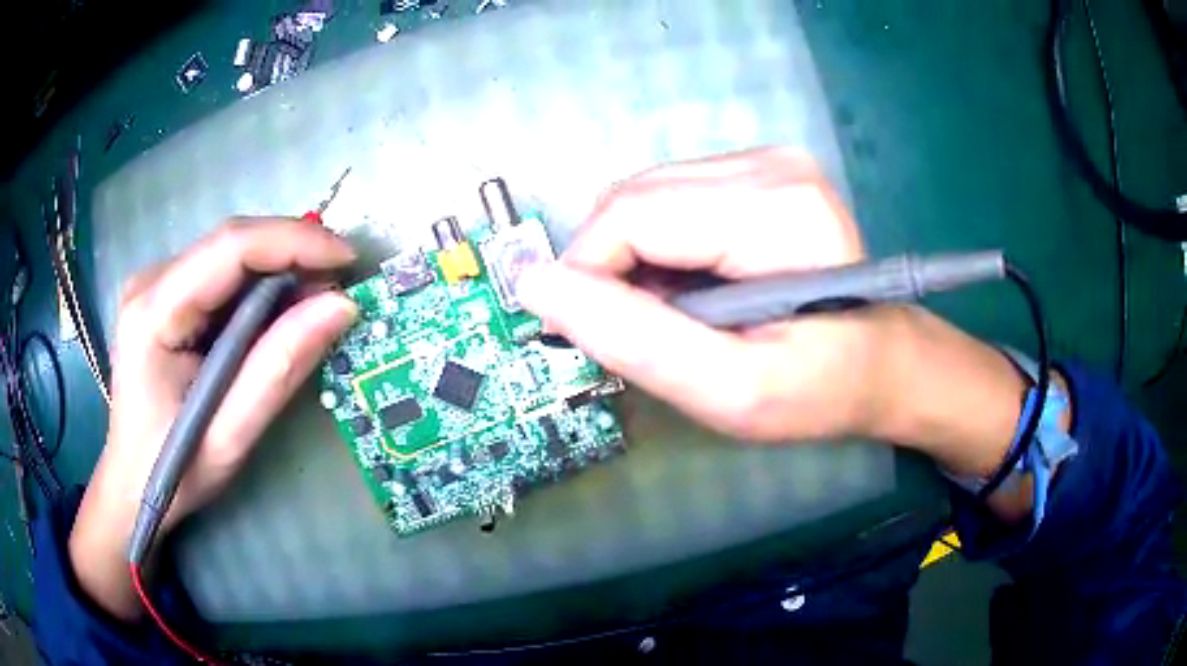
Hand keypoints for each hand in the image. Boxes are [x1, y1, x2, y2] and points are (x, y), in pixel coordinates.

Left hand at [70, 219, 357, 620]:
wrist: (132, 485)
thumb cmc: (174, 472)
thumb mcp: (230, 435)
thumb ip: (279, 369)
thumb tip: (340, 306)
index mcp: (153, 313)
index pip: (230, 248)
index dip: (294, 242)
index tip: (348, 259)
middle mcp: (150, 281)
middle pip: (231, 243)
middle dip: (292, 254)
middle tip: (339, 287)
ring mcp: (155, 284)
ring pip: (229, 255)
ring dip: (278, 271)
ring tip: (316, 303)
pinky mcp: (164, 295)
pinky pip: (221, 274)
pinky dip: (258, 287)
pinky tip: (278, 314)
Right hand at [519, 147, 1044, 521]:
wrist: (881, 365)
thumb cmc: (819, 389)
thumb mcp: (729, 390)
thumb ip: (633, 338)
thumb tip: (535, 284)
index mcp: (774, 207)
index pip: (630, 214)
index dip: (587, 274)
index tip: (587, 335)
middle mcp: (769, 163)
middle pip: (633, 198)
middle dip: (611, 268)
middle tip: (638, 331)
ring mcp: (765, 160)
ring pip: (644, 196)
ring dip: (634, 258)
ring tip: (673, 313)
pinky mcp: (759, 171)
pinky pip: (669, 199)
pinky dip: (658, 245)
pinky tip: (690, 285)